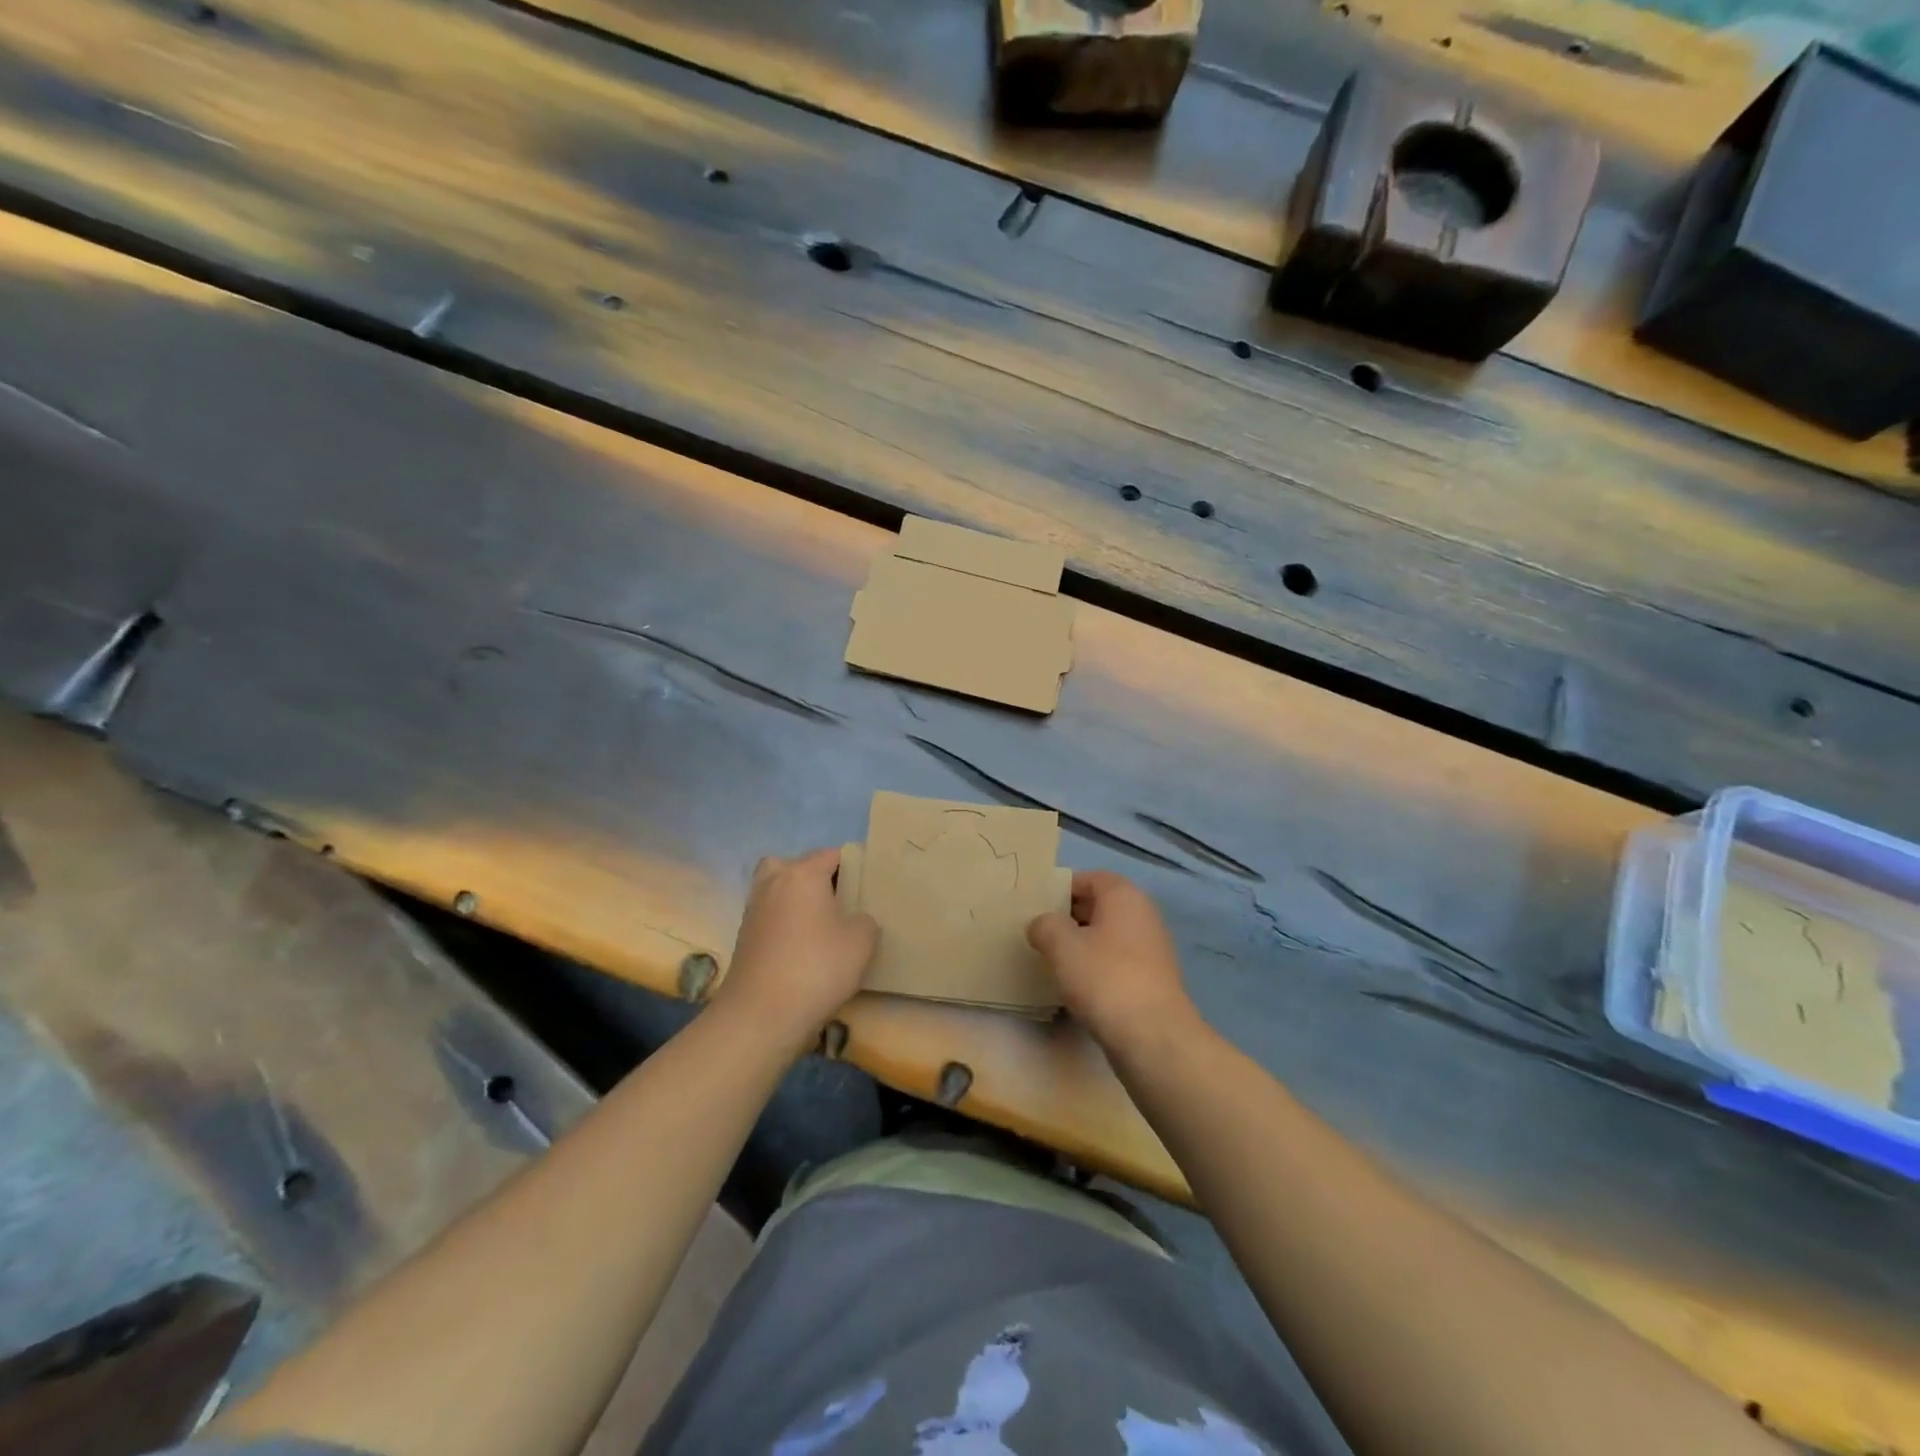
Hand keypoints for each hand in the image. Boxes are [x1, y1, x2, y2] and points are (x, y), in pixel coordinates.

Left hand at [711, 848, 876, 1051]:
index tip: (869, 883)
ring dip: (795, 900)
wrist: (761, 1014)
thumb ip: (864, 920)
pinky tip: (803, 947)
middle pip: (793, 865)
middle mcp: (773, 883)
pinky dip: (784, 923)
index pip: (831, 854)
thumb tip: (854, 919)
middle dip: (813, 876)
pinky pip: (770, 916)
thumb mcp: (861, 941)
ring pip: (777, 890)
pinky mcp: (744, 938)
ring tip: (821, 925)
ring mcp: (754, 910)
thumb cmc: (817, 967)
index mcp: (802, 874)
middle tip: (836, 899)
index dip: (853, 864)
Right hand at [1028, 871, 1196, 1050]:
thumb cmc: (1105, 977)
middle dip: (1068, 917)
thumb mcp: (1062, 945)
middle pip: (1098, 906)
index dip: (1060, 889)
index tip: (1035, 907)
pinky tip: (1076, 987)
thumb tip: (1041, 925)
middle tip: (1038, 933)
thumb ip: (1045, 925)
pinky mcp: (1151, 980)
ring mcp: (1151, 949)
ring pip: (1106, 936)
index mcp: (1124, 896)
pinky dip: (1096, 968)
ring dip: (1081, 945)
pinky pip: (1116, 962)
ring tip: (1052, 961)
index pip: (1088, 878)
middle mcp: (1142, 915)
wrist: (1153, 1037)